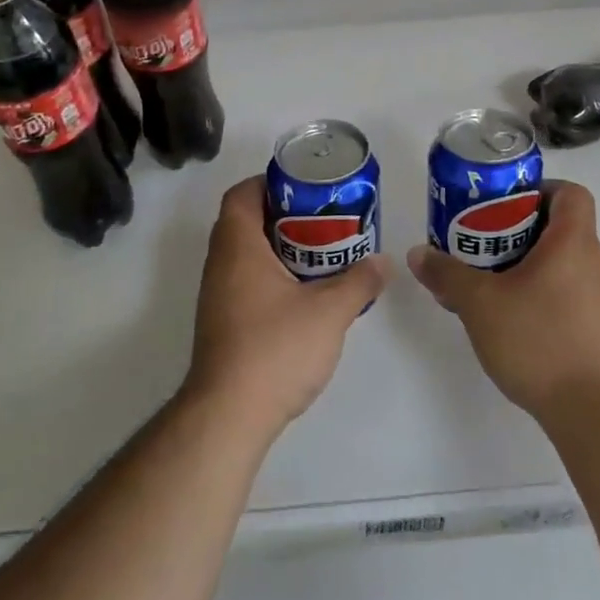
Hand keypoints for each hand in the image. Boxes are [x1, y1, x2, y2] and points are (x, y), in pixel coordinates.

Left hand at [184, 177, 387, 435]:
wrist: (228, 416)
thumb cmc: (275, 349)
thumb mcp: (329, 312)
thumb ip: (359, 282)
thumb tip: (383, 261)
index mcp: (238, 246)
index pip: (242, 194)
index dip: (270, 182)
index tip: (305, 189)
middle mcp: (220, 264)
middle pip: (246, 221)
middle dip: (284, 215)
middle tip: (323, 219)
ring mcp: (217, 296)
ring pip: (246, 254)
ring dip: (279, 247)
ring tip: (320, 253)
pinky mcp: (222, 323)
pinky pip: (245, 280)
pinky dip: (271, 275)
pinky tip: (303, 294)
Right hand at [408, 180, 599, 422]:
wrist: (593, 413)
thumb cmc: (538, 340)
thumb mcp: (479, 303)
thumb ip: (447, 273)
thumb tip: (417, 254)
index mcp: (573, 242)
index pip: (571, 193)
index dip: (540, 189)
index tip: (505, 204)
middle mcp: (594, 262)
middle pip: (561, 226)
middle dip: (519, 229)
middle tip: (482, 242)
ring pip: (562, 262)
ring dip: (527, 264)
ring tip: (489, 283)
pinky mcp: (598, 330)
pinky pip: (567, 293)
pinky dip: (540, 293)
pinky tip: (511, 320)